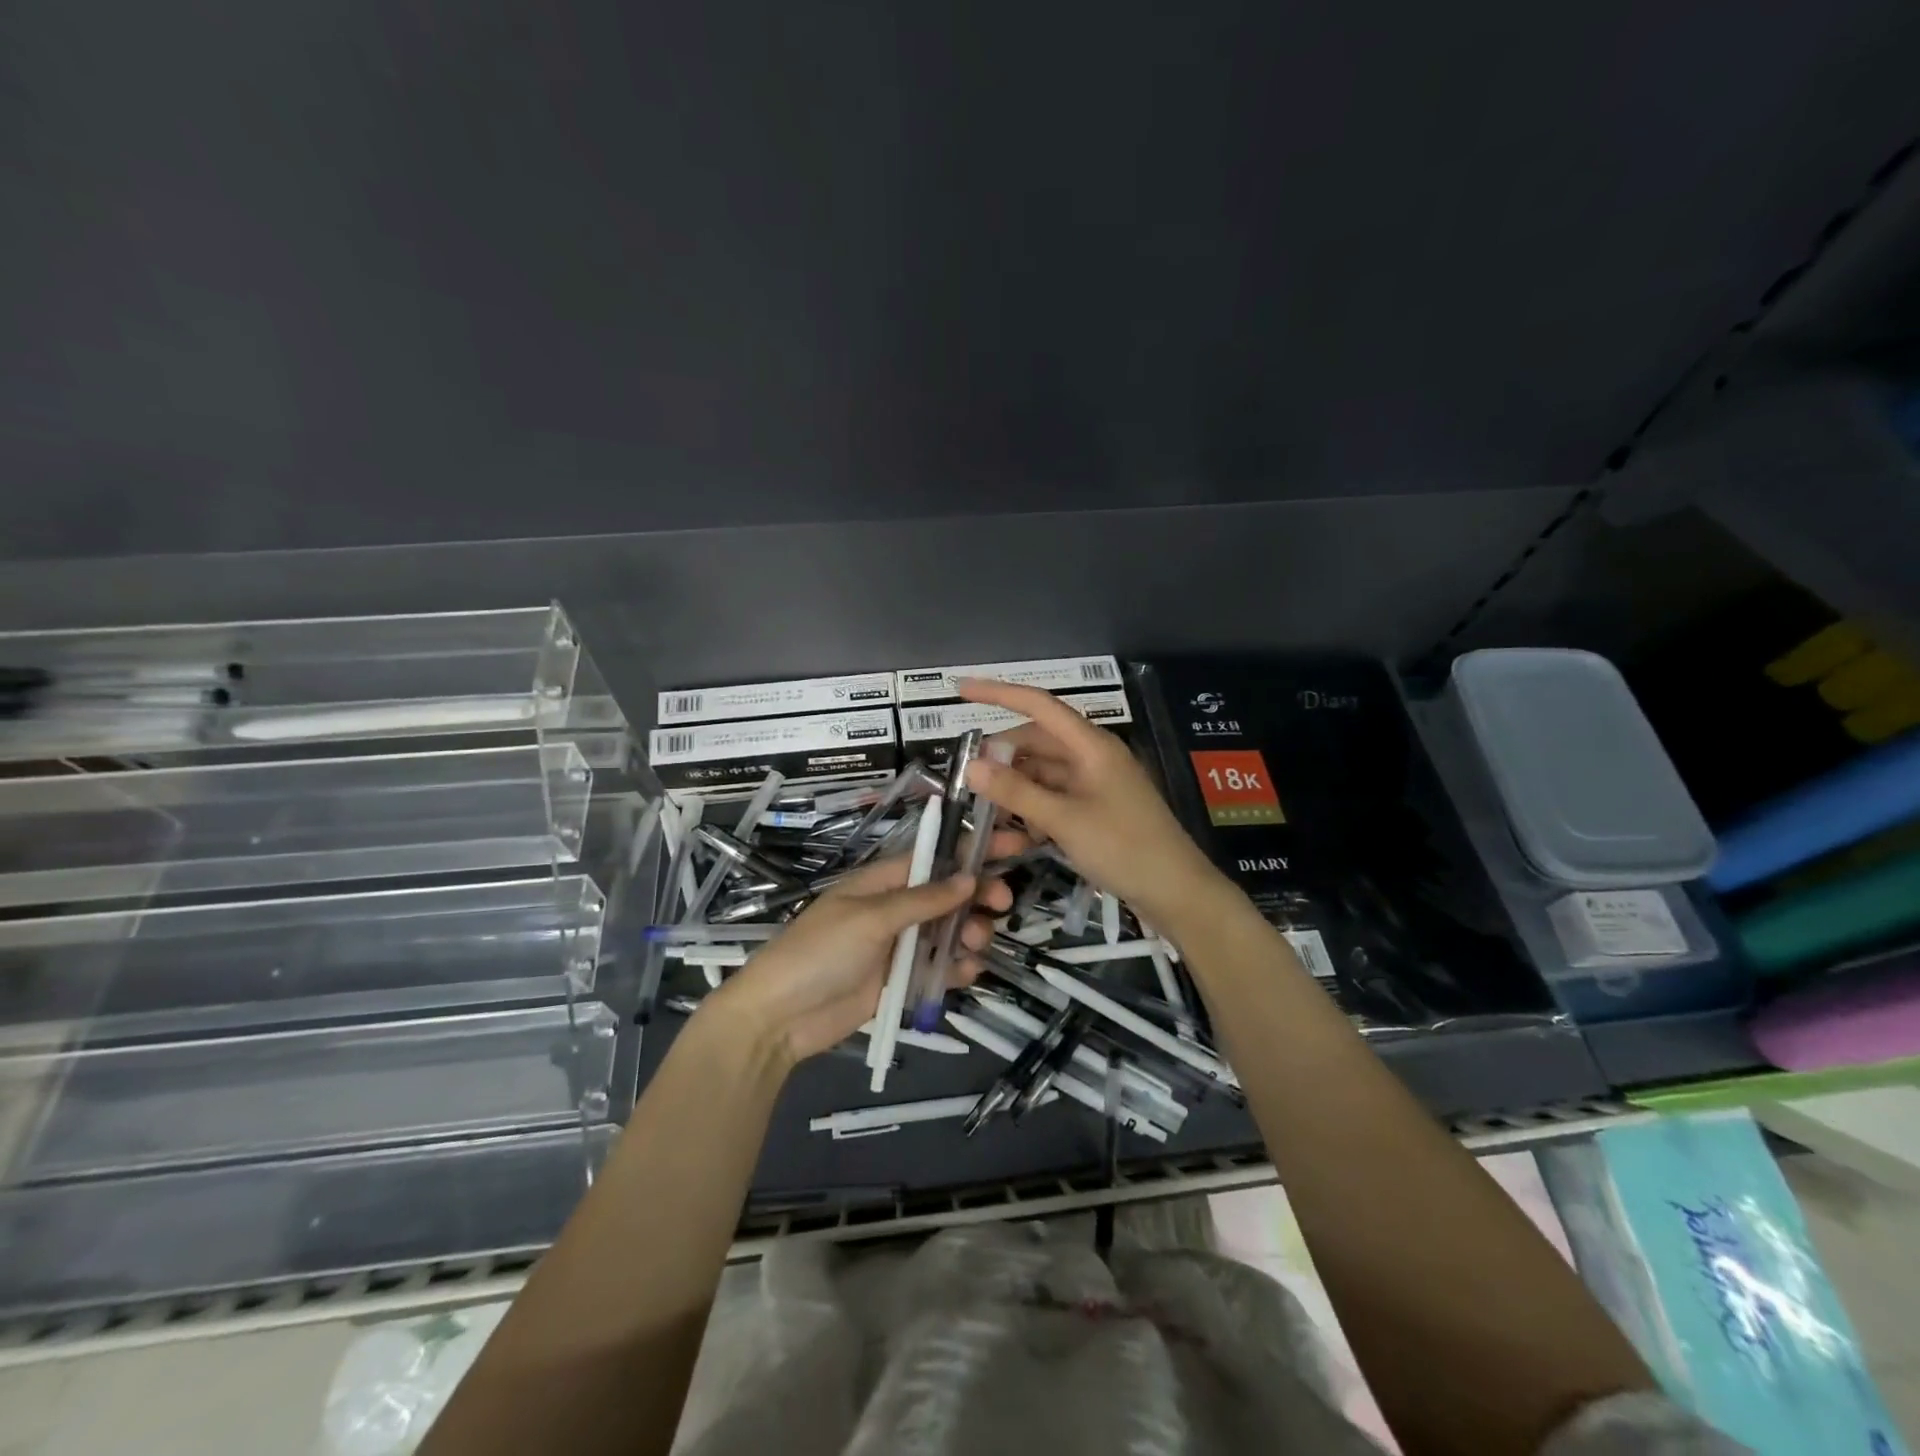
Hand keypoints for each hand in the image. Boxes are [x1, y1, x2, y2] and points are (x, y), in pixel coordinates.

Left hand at [707, 833, 1021, 1065]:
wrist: (779, 1019)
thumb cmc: (819, 953)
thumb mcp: (869, 919)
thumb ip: (921, 900)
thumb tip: (968, 879)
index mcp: (882, 882)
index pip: (935, 857)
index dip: (972, 849)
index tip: (1014, 844)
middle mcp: (895, 909)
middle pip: (949, 894)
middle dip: (978, 895)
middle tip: (1002, 905)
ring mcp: (899, 946)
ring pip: (949, 932)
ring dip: (970, 933)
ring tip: (974, 946)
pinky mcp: (901, 982)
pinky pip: (939, 969)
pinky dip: (957, 968)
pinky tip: (965, 973)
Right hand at [959, 677, 1224, 931]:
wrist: (1177, 892)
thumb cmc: (1124, 848)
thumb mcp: (1064, 820)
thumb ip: (1016, 792)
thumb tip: (971, 765)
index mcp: (1091, 745)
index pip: (1039, 705)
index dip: (999, 693)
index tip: (961, 689)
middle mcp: (1093, 756)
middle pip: (1038, 741)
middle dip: (1003, 755)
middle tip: (968, 778)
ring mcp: (1095, 783)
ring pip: (1043, 771)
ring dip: (1016, 785)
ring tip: (986, 809)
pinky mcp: (1096, 808)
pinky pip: (1055, 795)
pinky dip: (1034, 806)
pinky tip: (1018, 830)